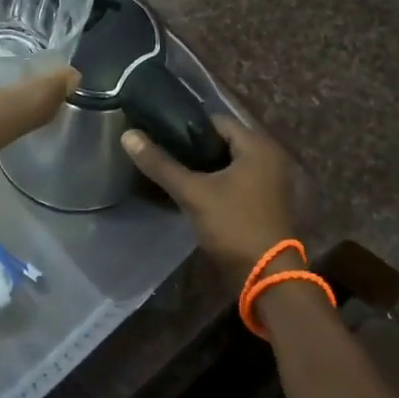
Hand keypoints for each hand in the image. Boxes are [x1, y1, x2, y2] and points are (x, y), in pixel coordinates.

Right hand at [121, 115, 297, 285]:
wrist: (266, 276)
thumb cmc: (233, 226)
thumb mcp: (193, 193)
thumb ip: (161, 164)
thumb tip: (128, 135)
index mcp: (258, 146)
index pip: (217, 121)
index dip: (187, 126)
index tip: (160, 135)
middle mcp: (269, 157)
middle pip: (223, 141)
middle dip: (194, 148)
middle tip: (163, 155)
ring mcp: (270, 180)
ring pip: (229, 162)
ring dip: (204, 166)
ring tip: (173, 172)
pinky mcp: (265, 200)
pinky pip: (236, 179)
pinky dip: (217, 181)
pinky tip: (193, 191)